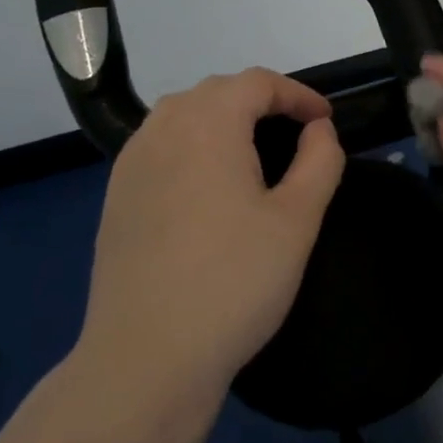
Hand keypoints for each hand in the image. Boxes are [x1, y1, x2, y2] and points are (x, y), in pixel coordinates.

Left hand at [75, 68, 345, 410]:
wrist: (145, 360)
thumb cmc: (234, 282)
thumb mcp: (298, 220)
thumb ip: (319, 161)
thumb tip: (318, 130)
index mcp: (207, 125)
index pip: (257, 83)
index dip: (298, 95)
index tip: (326, 121)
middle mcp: (161, 130)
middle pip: (217, 91)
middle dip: (262, 101)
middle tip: (296, 134)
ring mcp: (131, 164)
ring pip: (182, 115)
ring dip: (224, 119)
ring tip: (255, 152)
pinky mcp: (116, 197)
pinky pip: (160, 146)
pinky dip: (193, 145)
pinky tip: (209, 185)